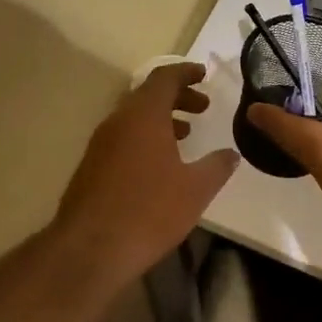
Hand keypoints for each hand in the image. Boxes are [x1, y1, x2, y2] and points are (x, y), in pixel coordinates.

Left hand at [53, 63, 238, 280]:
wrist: (90, 249)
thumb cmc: (149, 211)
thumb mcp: (195, 189)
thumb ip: (216, 166)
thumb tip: (231, 154)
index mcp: (143, 115)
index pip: (164, 77)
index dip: (186, 72)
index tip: (204, 75)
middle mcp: (118, 121)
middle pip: (148, 95)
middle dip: (177, 96)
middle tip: (203, 107)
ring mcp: (100, 144)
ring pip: (133, 117)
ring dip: (161, 118)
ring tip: (186, 134)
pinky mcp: (91, 166)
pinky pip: (122, 137)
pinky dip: (144, 137)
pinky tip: (160, 164)